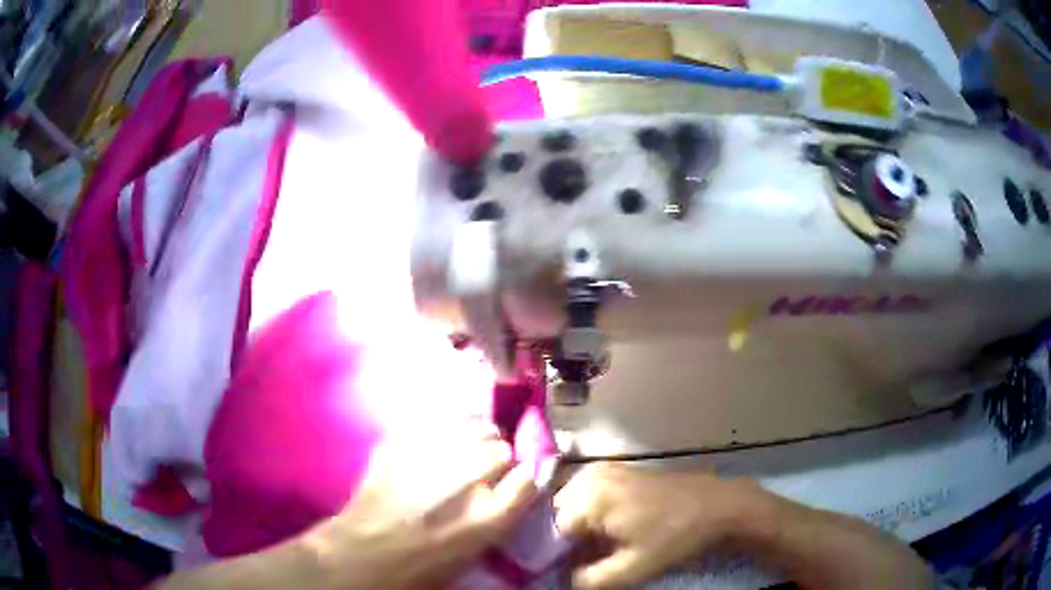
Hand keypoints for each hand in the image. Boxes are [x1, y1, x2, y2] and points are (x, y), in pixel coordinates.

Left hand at [304, 421, 538, 589]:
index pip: (528, 479)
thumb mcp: (475, 551)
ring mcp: (433, 457)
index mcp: (489, 517)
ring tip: (468, 443)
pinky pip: (440, 421)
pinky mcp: (404, 442)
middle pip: (502, 450)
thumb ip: (500, 514)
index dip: (521, 479)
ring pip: (475, 426)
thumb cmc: (422, 565)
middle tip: (485, 466)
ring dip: (477, 435)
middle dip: (499, 457)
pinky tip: (442, 435)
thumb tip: (512, 485)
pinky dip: (447, 426)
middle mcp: (468, 482)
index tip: (513, 481)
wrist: (364, 553)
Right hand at [555, 462, 755, 588]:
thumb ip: (588, 580)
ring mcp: (603, 471)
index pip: (546, 531)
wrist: (720, 506)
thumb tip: (562, 580)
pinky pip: (587, 500)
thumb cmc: (677, 536)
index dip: (550, 557)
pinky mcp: (617, 474)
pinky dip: (589, 521)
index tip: (559, 574)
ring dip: (574, 533)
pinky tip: (603, 539)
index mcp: (588, 496)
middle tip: (576, 566)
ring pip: (570, 509)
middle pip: (555, 516)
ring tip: (590, 555)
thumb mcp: (632, 569)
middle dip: (561, 543)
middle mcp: (588, 476)